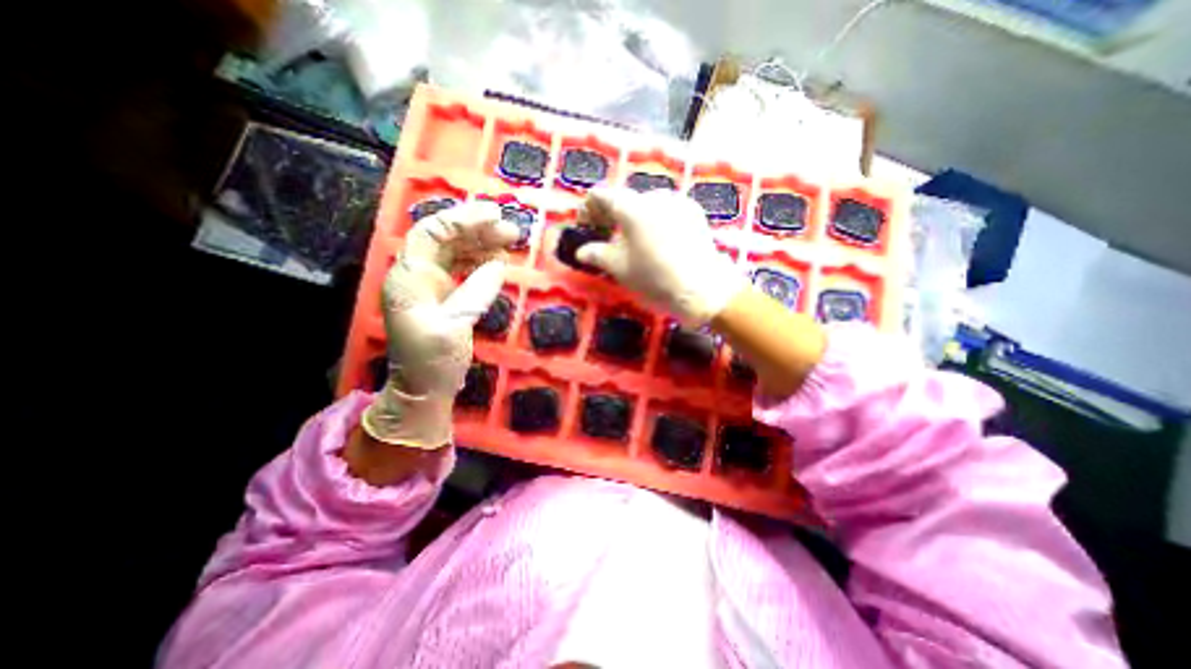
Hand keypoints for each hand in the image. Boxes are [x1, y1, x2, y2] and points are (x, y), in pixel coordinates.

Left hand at [362, 202, 522, 446]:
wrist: (424, 389)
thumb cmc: (432, 361)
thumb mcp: (454, 327)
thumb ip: (475, 292)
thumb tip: (498, 264)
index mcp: (409, 278)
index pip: (431, 233)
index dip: (462, 219)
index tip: (493, 214)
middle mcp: (418, 275)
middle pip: (446, 239)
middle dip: (478, 229)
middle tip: (511, 229)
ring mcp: (432, 285)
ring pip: (457, 251)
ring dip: (483, 243)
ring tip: (510, 241)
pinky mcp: (446, 296)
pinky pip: (465, 269)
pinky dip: (483, 261)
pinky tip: (500, 260)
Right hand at [577, 187, 741, 326]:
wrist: (703, 289)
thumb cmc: (654, 278)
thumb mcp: (619, 268)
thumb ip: (596, 254)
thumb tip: (580, 251)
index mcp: (631, 206)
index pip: (601, 196)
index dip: (588, 209)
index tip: (586, 227)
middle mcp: (653, 195)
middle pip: (624, 199)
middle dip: (611, 215)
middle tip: (605, 236)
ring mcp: (677, 201)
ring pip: (646, 205)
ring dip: (633, 218)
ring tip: (633, 241)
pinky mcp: (694, 212)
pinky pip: (665, 211)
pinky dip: (654, 221)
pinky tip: (657, 241)